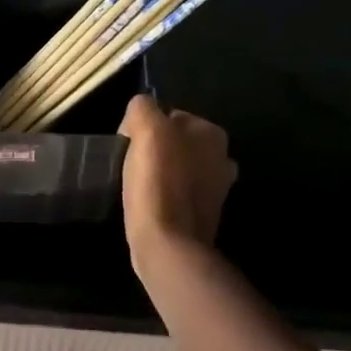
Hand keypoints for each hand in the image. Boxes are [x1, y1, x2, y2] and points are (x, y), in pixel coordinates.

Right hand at [119, 94, 235, 261]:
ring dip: (160, 174)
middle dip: (155, 150)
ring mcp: (218, 188)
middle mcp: (222, 156)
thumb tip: (140, 113)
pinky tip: (151, 205)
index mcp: (211, 132)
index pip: (167, 115)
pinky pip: (178, 193)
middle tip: (132, 167)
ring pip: (176, 167)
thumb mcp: (146, 128)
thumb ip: (143, 108)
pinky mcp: (205, 214)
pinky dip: (165, 196)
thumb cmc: (157, 182)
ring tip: (138, 188)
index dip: (143, 128)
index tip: (128, 147)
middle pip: (174, 142)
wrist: (169, 243)